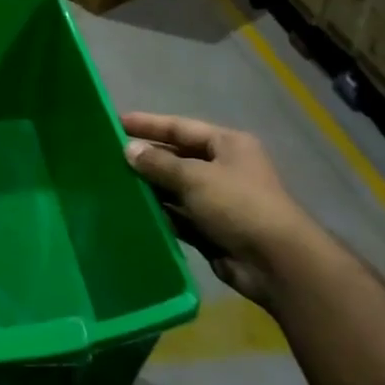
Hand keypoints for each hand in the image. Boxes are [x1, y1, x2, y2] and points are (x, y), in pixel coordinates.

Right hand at [122, 112, 315, 303]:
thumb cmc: (238, 205)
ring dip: (150, 188)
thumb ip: (159, 164)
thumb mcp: (195, 177)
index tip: (116, 122)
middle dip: (146, 158)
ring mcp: (218, 201)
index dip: (148, 124)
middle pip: (177, 158)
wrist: (276, 263)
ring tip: (113, 185)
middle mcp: (224, 168)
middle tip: (108, 157)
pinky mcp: (212, 229)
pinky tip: (132, 213)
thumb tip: (128, 149)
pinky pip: (178, 216)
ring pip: (175, 189)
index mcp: (227, 145)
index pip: (180, 128)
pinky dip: (159, 215)